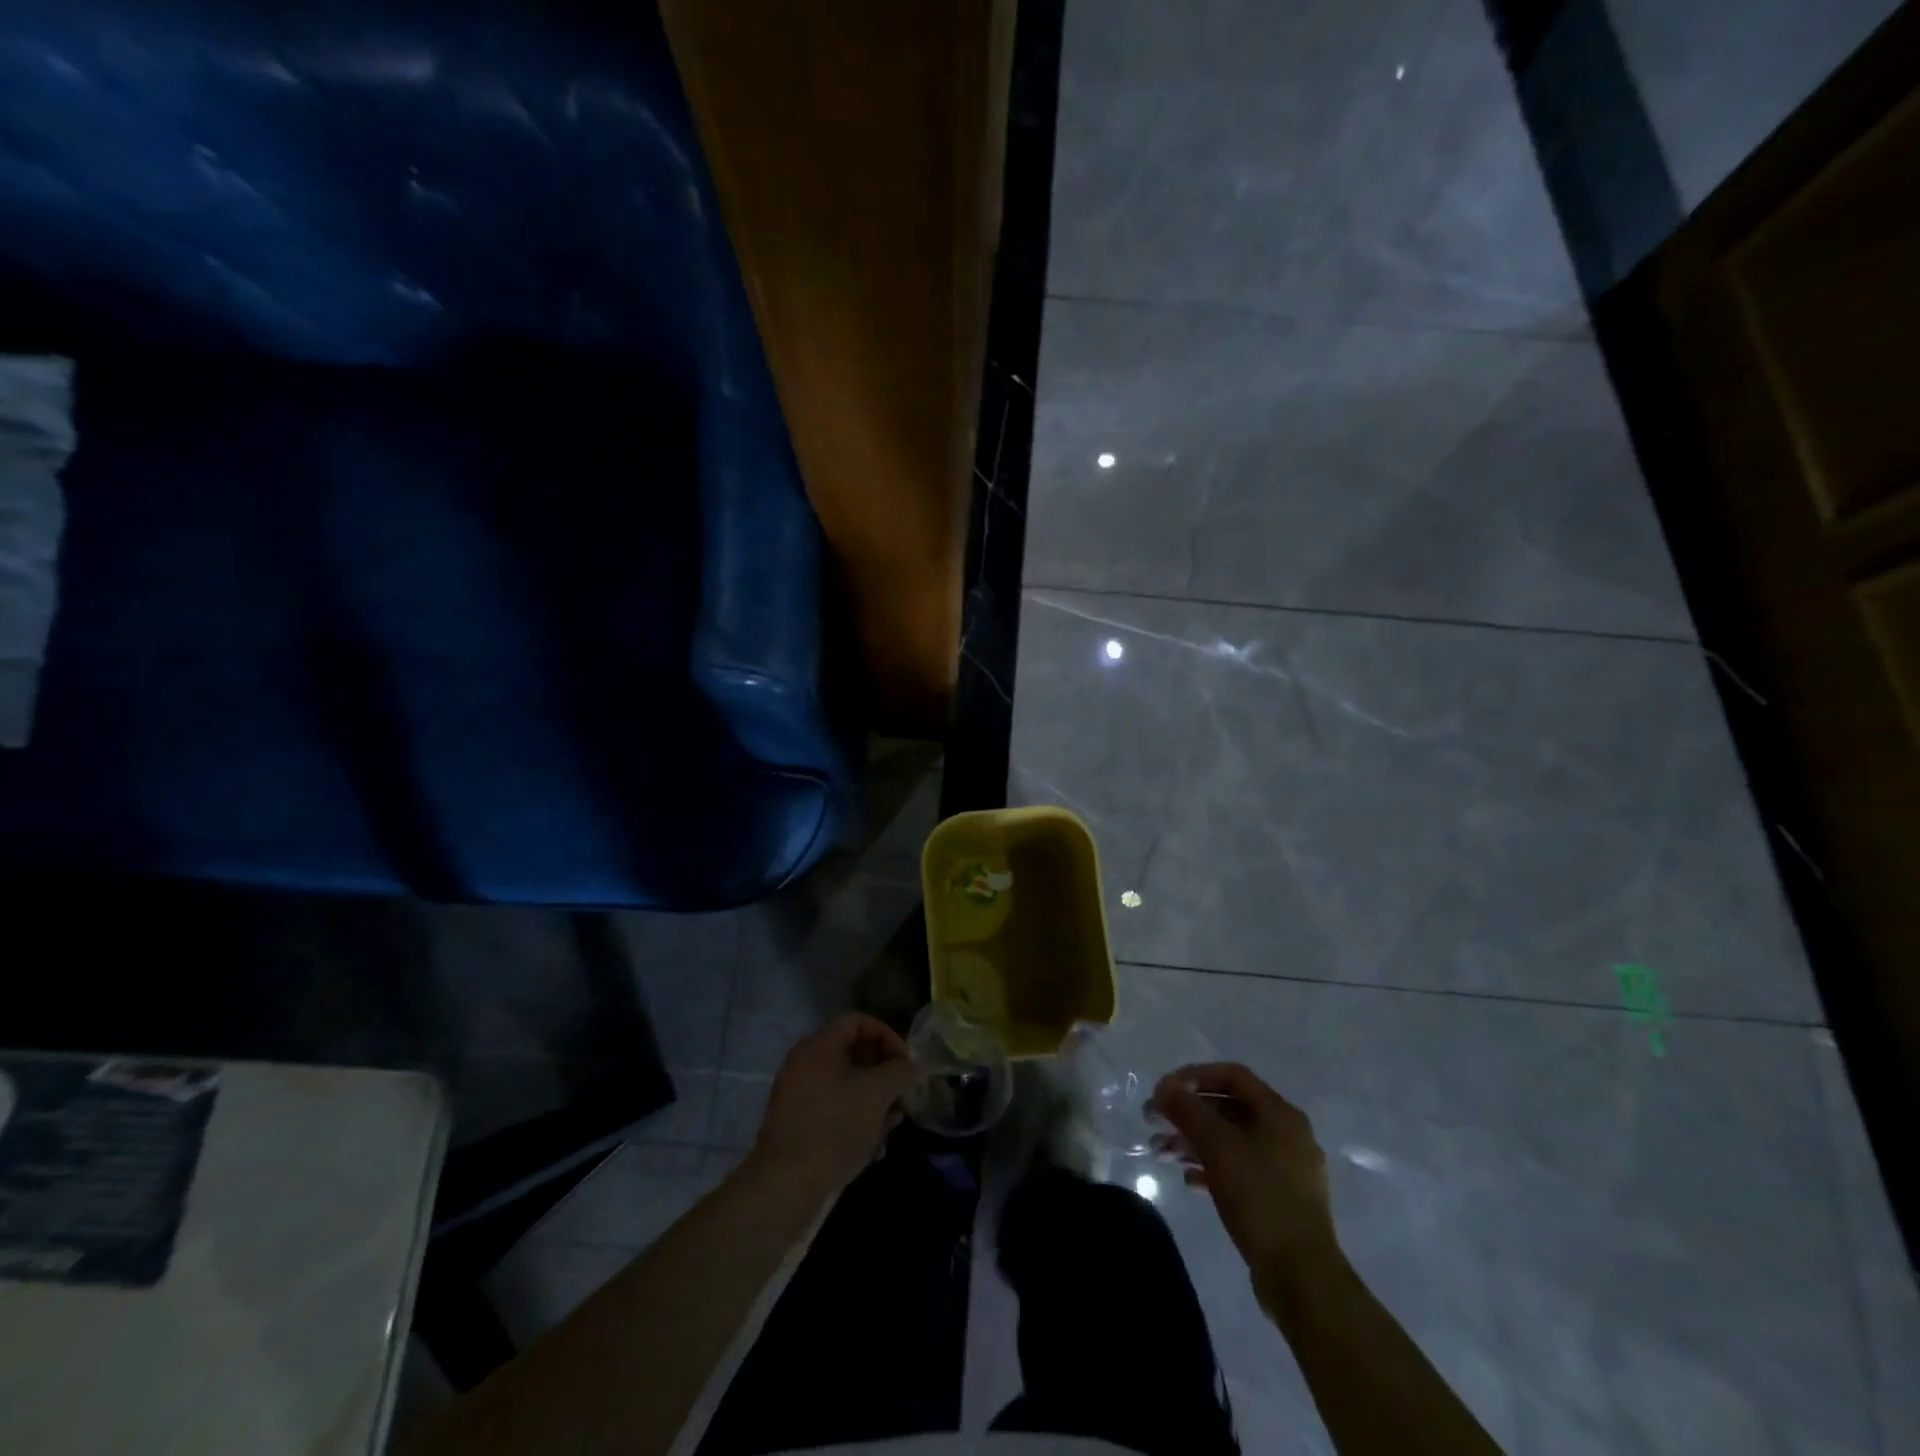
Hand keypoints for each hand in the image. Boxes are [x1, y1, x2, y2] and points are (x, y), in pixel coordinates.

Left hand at [750, 1012, 918, 1197]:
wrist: (786, 1186)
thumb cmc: (834, 1128)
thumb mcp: (876, 1094)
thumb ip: (899, 1071)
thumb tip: (913, 1065)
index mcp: (818, 1046)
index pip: (857, 1021)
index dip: (887, 1034)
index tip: (906, 1062)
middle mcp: (805, 1063)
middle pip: (852, 1050)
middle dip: (883, 1067)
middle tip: (903, 1089)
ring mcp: (800, 1094)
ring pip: (846, 1081)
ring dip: (874, 1093)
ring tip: (895, 1116)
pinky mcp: (800, 1123)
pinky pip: (835, 1105)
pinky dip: (857, 1112)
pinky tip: (877, 1135)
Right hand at [1148, 1063, 1341, 1298]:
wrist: (1301, 1275)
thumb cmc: (1259, 1197)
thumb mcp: (1217, 1146)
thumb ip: (1188, 1111)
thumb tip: (1165, 1089)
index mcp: (1280, 1113)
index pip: (1232, 1075)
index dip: (1194, 1075)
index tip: (1164, 1090)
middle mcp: (1287, 1134)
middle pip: (1230, 1108)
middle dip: (1189, 1112)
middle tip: (1156, 1122)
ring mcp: (1287, 1169)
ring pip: (1232, 1140)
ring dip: (1195, 1141)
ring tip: (1162, 1153)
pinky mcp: (1281, 1199)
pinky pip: (1241, 1169)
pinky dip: (1212, 1166)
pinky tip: (1189, 1179)